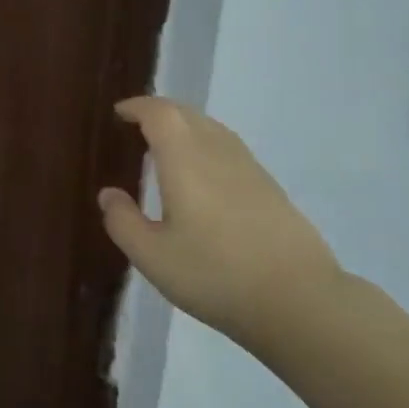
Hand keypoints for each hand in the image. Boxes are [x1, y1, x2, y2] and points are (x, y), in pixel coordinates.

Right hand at [98, 97, 344, 344]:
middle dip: (160, 112)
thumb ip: (123, 222)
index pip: (160, 114)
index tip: (119, 112)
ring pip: (212, 129)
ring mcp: (250, 168)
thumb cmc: (216, 275)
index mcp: (185, 160)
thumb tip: (108, 194)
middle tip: (137, 126)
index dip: (138, 107)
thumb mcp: (153, 257)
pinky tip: (203, 176)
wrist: (299, 300)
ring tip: (166, 147)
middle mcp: (218, 152)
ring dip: (186, 127)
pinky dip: (207, 145)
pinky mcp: (270, 188)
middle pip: (188, 114)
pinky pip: (229, 149)